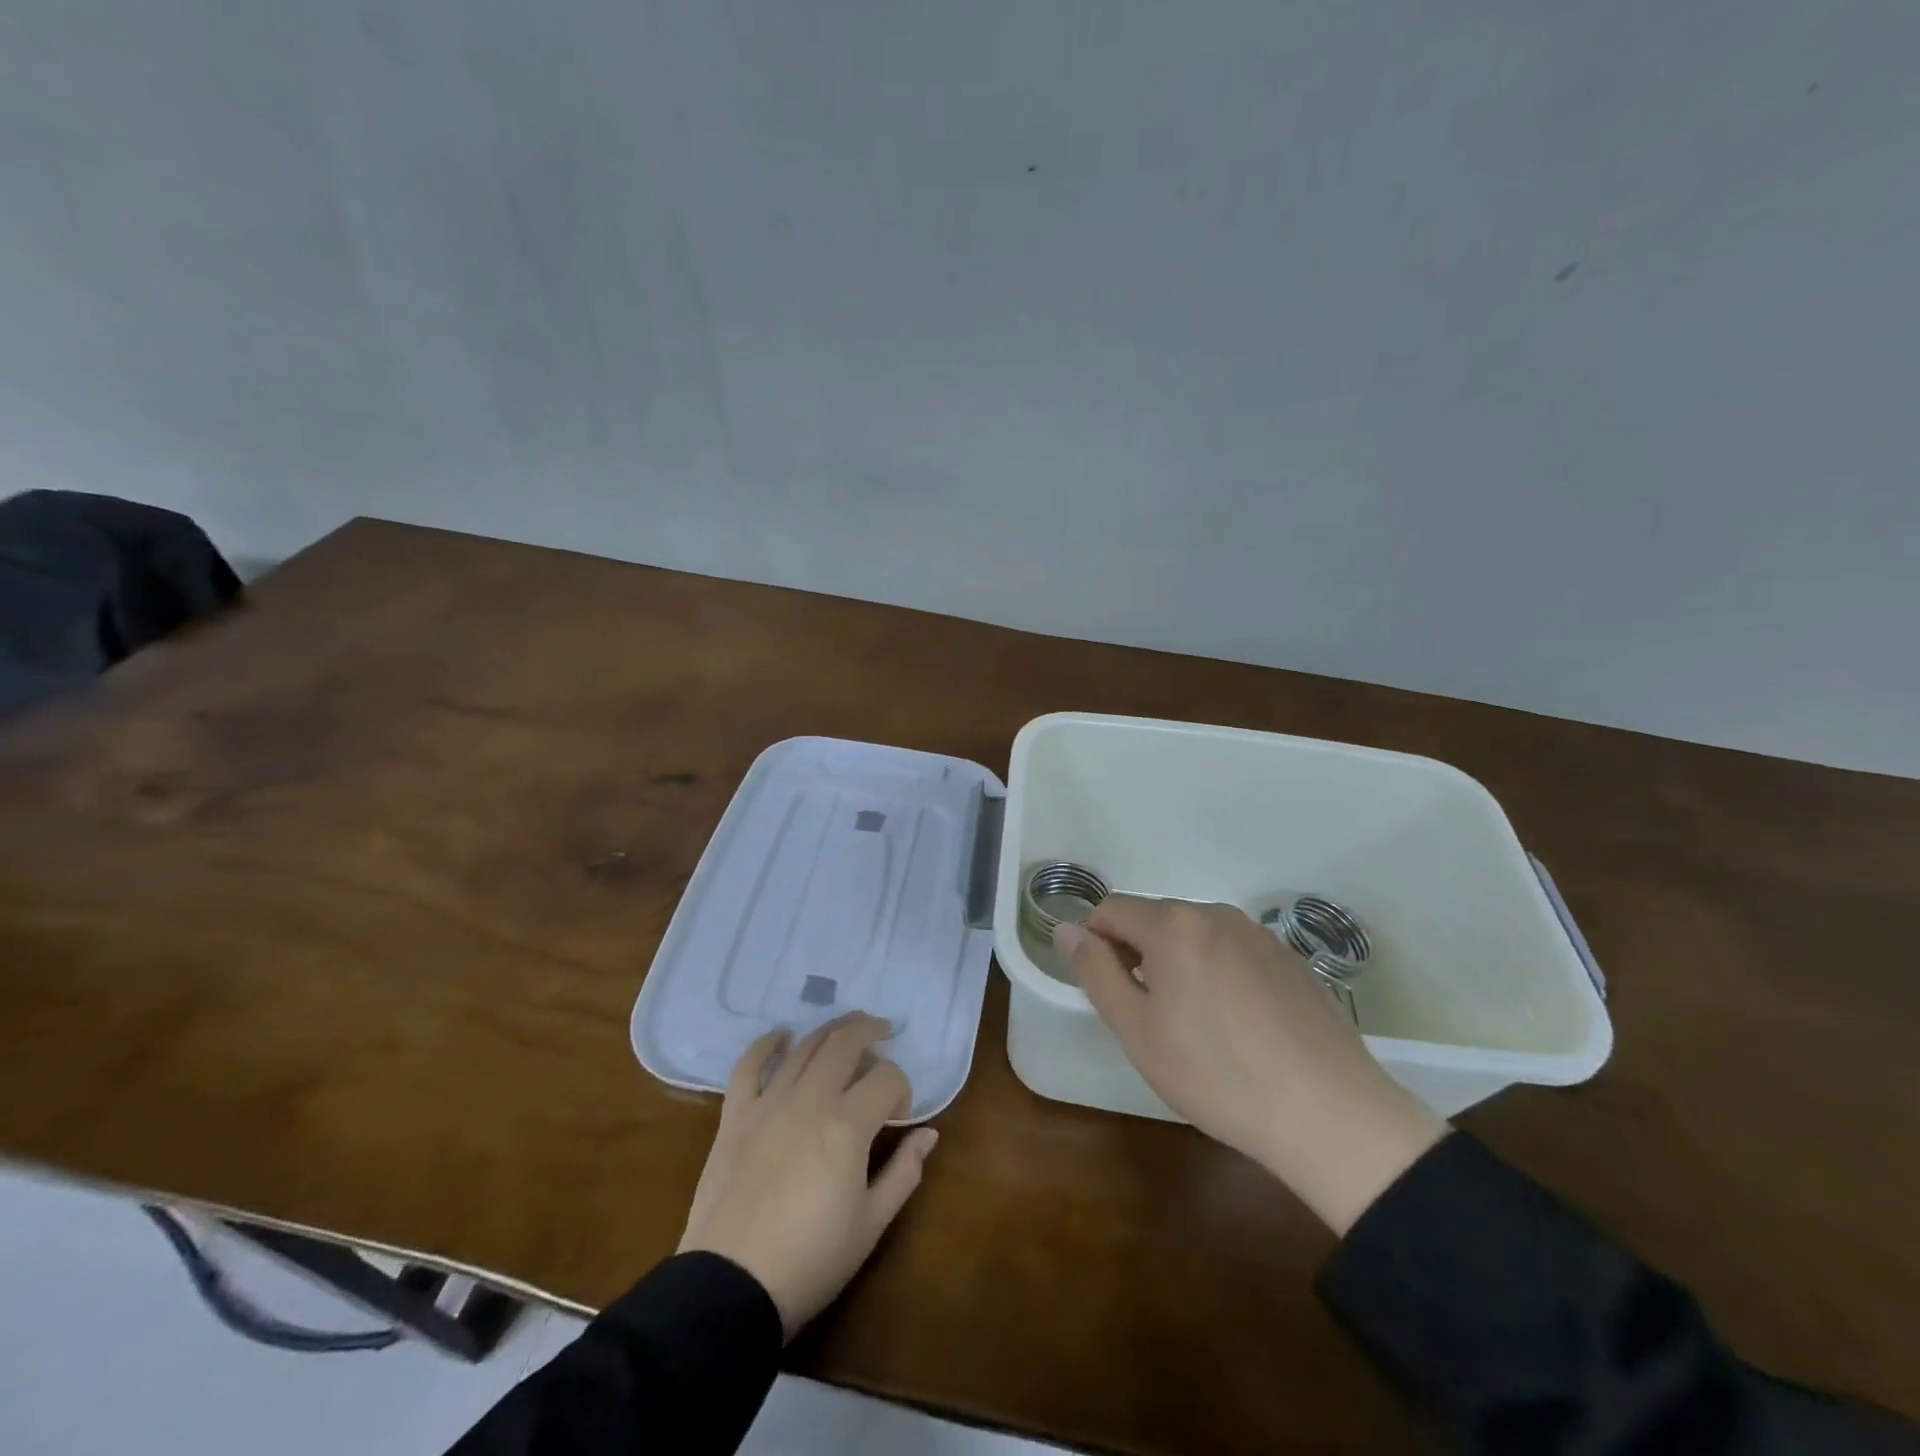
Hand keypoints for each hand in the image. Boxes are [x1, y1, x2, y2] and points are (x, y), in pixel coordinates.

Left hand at [677, 1013, 938, 1339]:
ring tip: (846, 1029)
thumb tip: (929, 1134)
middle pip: (845, 1043)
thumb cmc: (810, 1261)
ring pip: (804, 1047)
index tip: (900, 1114)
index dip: (902, 1088)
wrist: (730, 1288)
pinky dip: (766, 1044)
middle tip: (883, 1031)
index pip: (887, 1078)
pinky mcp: (735, 1116)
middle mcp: (810, 1099)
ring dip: (829, 1031)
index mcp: (848, 1124)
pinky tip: (781, 1035)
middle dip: (869, 1031)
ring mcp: (769, 1103)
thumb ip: (904, 1172)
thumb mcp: (871, 1224)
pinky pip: (749, 1066)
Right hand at [1055, 898, 1445, 1234]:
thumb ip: (1095, 971)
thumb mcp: (1137, 1029)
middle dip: (1139, 953)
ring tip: (1195, 1024)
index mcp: (1174, 925)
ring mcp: (1259, 934)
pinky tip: (1239, 1026)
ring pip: (1196, 935)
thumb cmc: (1215, 1074)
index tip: (1105, 987)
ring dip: (1179, 963)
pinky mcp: (1291, 960)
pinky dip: (1219, 973)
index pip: (1112, 909)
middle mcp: (1216, 914)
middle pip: (1156, 919)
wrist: (1329, 1113)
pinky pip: (1234, 952)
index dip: (1095, 942)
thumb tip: (1067, 929)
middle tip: (1148, 1014)